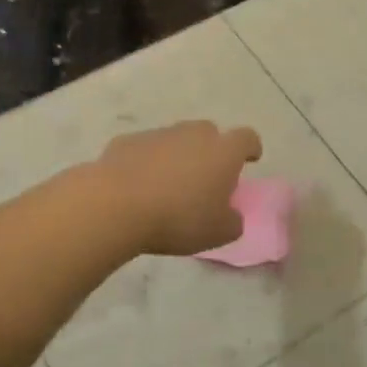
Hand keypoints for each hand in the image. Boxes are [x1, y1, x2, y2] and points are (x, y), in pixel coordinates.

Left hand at [95, 120, 263, 256]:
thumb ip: (232, 221)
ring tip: (168, 186)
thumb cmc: (178, 218)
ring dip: (177, 156)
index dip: (250, 148)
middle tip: (206, 178)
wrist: (116, 204)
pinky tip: (138, 186)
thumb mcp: (218, 233)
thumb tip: (230, 215)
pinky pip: (146, 149)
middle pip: (209, 133)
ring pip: (176, 140)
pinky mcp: (127, 141)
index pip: (247, 138)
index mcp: (223, 152)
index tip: (250, 159)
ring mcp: (158, 134)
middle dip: (211, 150)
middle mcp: (193, 134)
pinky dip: (147, 162)